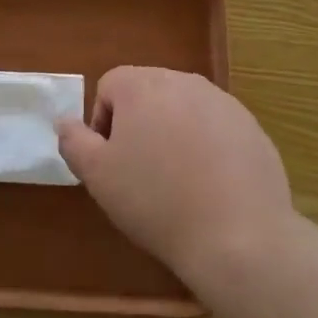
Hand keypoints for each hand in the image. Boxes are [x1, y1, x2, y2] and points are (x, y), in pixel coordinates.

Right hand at [57, 67, 294, 290]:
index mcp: (142, 85)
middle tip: (141, 172)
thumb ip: (74, 140)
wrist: (239, 236)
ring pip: (183, 110)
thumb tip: (65, 121)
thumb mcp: (97, 176)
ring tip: (178, 181)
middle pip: (147, 93)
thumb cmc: (156, 201)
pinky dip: (207, 148)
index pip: (109, 86)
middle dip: (138, 125)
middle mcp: (184, 81)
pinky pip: (216, 128)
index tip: (112, 162)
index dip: (102, 123)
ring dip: (173, 134)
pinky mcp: (252, 127)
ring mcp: (223, 102)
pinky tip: (211, 187)